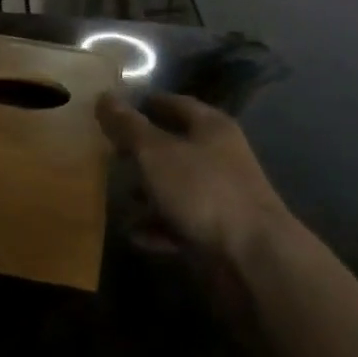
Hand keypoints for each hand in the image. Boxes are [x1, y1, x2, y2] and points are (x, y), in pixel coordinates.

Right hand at [96, 92, 291, 266]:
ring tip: (118, 199)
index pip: (174, 103)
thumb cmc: (203, 191)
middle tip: (109, 153)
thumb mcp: (156, 153)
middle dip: (142, 151)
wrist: (253, 259)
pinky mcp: (219, 233)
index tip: (115, 108)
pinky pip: (181, 223)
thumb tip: (103, 96)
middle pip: (175, 146)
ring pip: (177, 186)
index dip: (146, 103)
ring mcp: (221, 196)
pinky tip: (135, 235)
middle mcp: (219, 156)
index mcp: (211, 127)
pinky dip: (159, 227)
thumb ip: (128, 127)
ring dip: (149, 193)